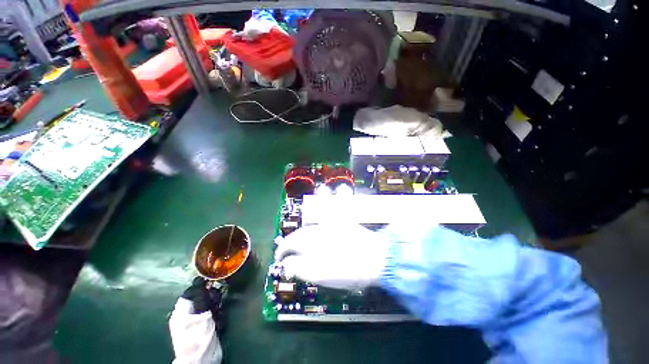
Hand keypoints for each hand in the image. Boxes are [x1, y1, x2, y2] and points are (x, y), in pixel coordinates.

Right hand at [274, 224, 391, 289]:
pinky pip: (323, 226)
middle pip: (299, 234)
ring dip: (304, 239)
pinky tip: (320, 240)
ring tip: (305, 250)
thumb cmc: (346, 269)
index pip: (288, 242)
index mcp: (310, 239)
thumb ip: (297, 267)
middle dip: (292, 245)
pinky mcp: (341, 224)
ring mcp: (330, 224)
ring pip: (310, 230)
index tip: (280, 260)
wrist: (376, 257)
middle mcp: (318, 227)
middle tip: (291, 257)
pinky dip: (317, 233)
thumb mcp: (318, 274)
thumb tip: (286, 263)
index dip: (281, 252)